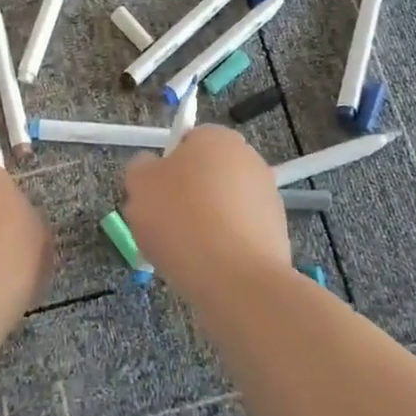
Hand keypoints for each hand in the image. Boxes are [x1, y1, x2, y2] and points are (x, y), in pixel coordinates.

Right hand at [122, 126, 291, 297]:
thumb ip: (140, 168)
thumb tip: (151, 170)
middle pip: (203, 175)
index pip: (185, 142)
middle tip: (159, 226)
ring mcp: (267, 196)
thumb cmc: (181, 218)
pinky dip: (221, 246)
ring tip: (180, 253)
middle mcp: (248, 159)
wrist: (234, 278)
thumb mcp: (139, 184)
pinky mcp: (276, 232)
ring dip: (201, 223)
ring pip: (219, 206)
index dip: (164, 168)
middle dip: (182, 197)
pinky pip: (236, 233)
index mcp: (217, 137)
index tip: (151, 195)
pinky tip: (205, 267)